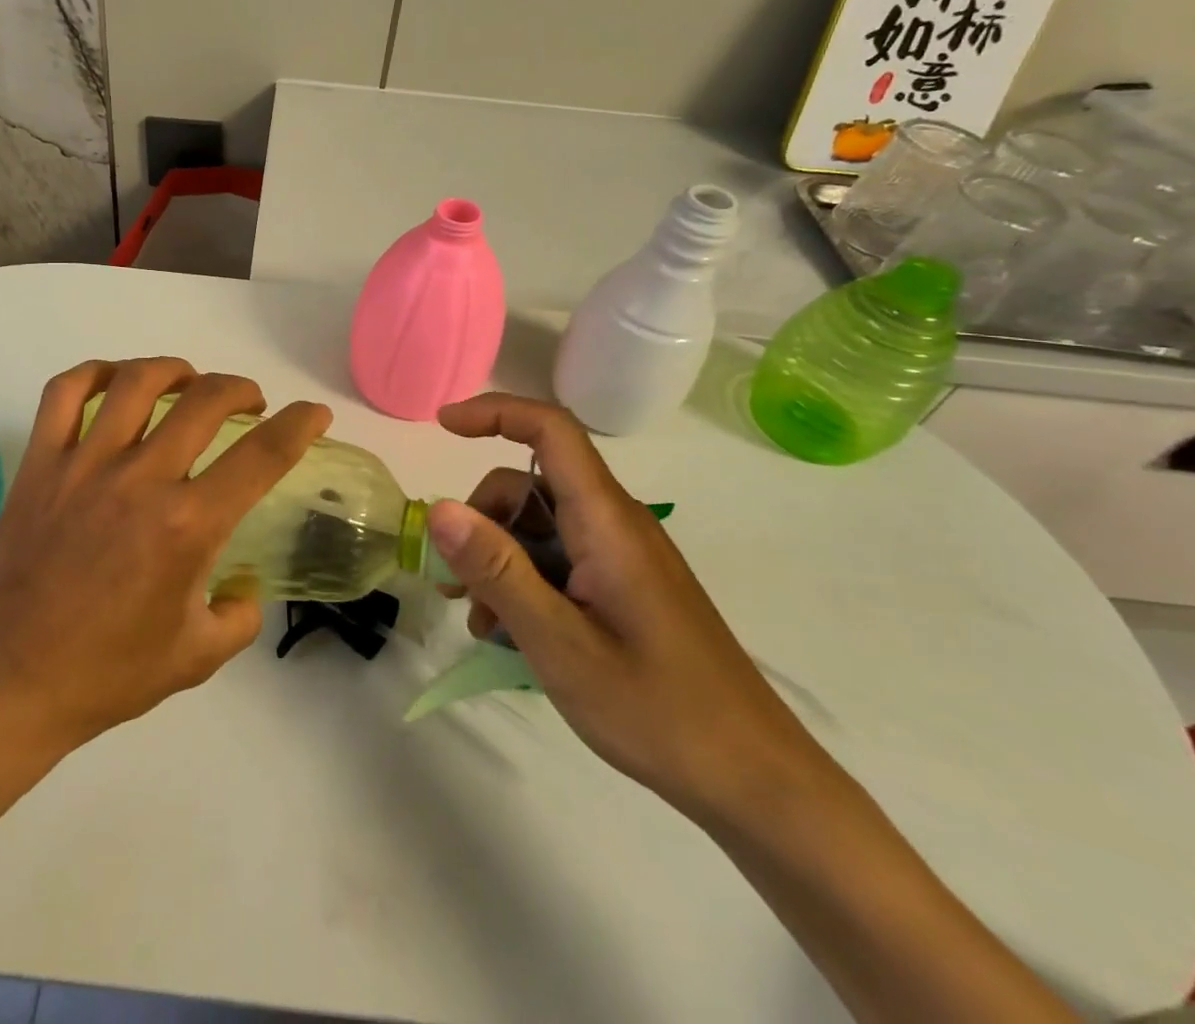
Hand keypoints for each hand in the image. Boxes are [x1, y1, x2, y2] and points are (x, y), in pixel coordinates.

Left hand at [0, 357, 330, 753]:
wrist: (5, 684)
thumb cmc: (105, 675)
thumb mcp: (197, 658)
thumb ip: (239, 616)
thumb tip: (245, 586)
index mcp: (187, 525)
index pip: (262, 456)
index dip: (298, 425)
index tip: (314, 413)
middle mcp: (141, 480)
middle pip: (205, 401)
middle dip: (240, 389)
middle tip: (248, 402)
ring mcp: (84, 465)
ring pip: (136, 382)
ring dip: (175, 369)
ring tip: (188, 380)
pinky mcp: (40, 464)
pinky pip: (64, 394)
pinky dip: (93, 373)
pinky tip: (113, 382)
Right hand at [428, 393, 834, 829]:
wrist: (755, 781)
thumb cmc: (658, 710)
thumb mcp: (560, 643)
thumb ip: (498, 571)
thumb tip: (439, 508)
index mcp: (607, 521)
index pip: (550, 430)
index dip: (495, 412)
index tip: (443, 426)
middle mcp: (615, 524)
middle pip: (530, 485)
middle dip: (481, 521)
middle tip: (453, 583)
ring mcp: (622, 555)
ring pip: (539, 526)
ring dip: (497, 560)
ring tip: (480, 621)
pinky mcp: (625, 586)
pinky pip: (559, 559)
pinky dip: (524, 582)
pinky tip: (509, 633)